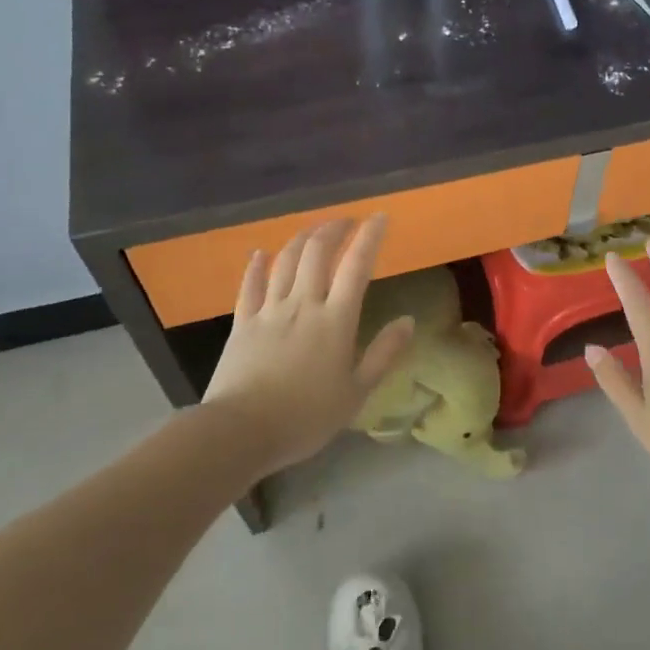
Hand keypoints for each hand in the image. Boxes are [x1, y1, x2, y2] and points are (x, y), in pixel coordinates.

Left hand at [201, 217, 415, 473]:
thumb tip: (409, 321)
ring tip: (315, 231)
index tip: (380, 217)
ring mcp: (269, 311)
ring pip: (286, 261)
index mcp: (335, 320)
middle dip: (334, 229)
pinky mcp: (242, 323)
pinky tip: (260, 253)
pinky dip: (257, 265)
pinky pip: (250, 285)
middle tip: (347, 221)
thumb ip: (384, 354)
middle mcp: (303, 305)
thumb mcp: (356, 393)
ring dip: (302, 239)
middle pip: (318, 252)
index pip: (356, 266)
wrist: (240, 432)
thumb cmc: (305, 417)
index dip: (369, 237)